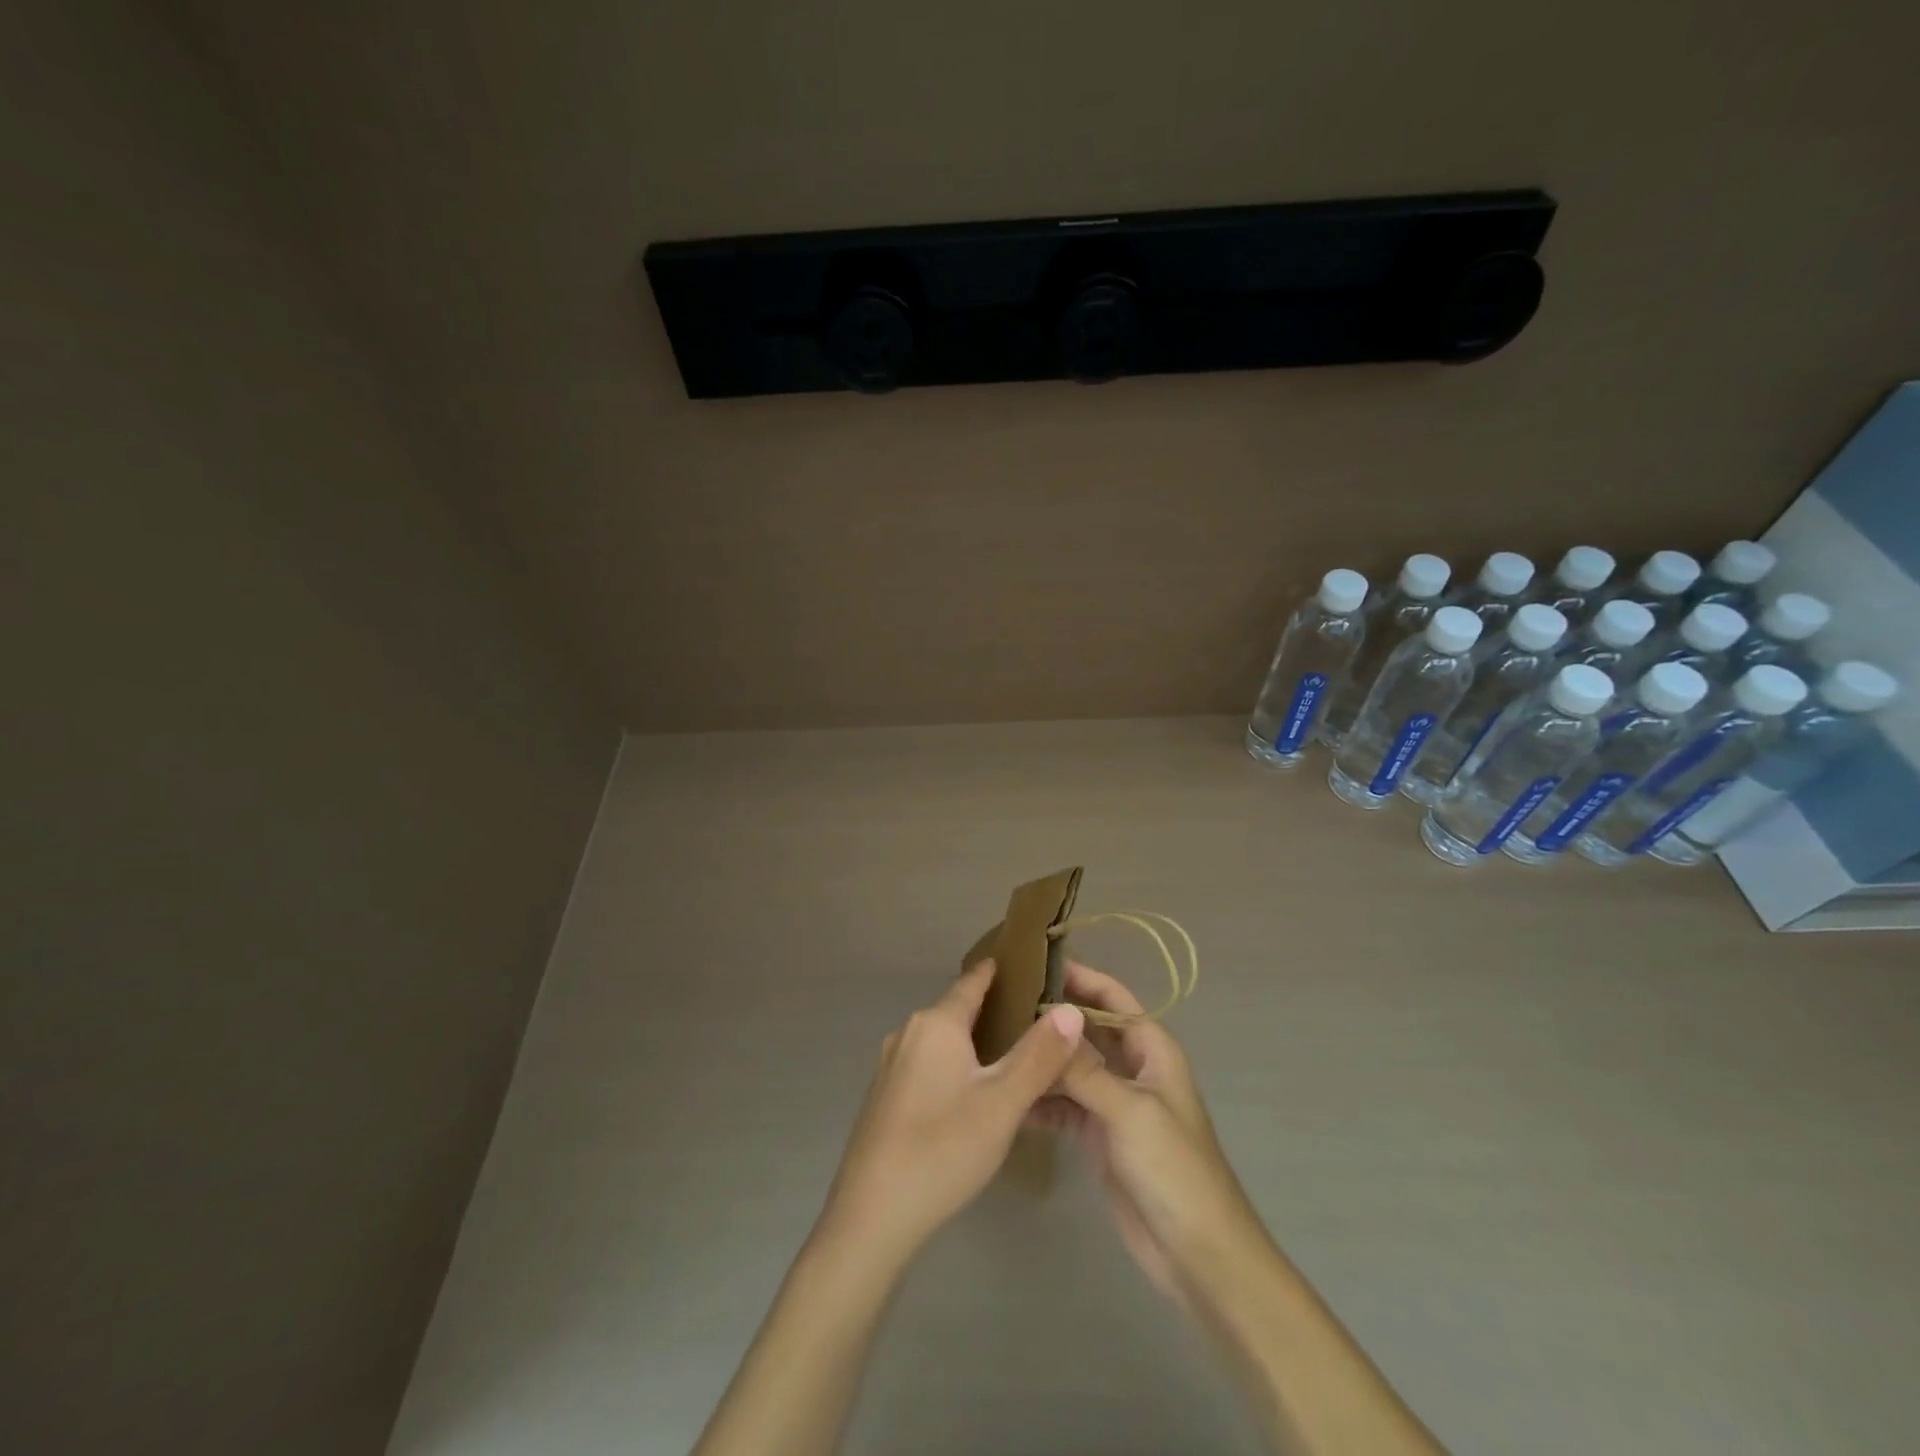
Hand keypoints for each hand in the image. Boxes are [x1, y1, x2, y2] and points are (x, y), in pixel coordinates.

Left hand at [818, 959, 1085, 1260]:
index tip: (1030, 964)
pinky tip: (972, 1092)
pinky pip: (927, 1063)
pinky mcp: (884, 1095)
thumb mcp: (1003, 1103)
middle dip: (994, 1009)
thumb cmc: (943, 1149)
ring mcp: (891, 1064)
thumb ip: (1039, 1055)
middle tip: (1036, 1018)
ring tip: (1012, 1054)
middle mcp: (908, 1032)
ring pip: (942, 1039)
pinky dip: (954, 1064)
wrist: (872, 1216)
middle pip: (957, 1009)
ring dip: (974, 1040)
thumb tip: (1071, 1009)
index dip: (1001, 971)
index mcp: (935, 1024)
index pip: (973, 981)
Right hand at [1030, 962, 1265, 1300]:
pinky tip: (1008, 1096)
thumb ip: (1086, 1069)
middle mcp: (1132, 1066)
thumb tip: (1048, 1024)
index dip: (1078, 976)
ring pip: (1072, 1066)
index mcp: (1151, 1047)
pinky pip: (1064, 1105)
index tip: (1033, 962)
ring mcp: (1114, 1101)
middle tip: (1000, 1002)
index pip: (1111, 996)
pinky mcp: (1099, 1135)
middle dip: (1051, 1016)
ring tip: (994, 1045)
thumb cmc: (1173, 1168)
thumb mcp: (1129, 1110)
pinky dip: (1041, 1100)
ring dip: (1042, 1058)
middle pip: (1087, 1028)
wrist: (1197, 1252)